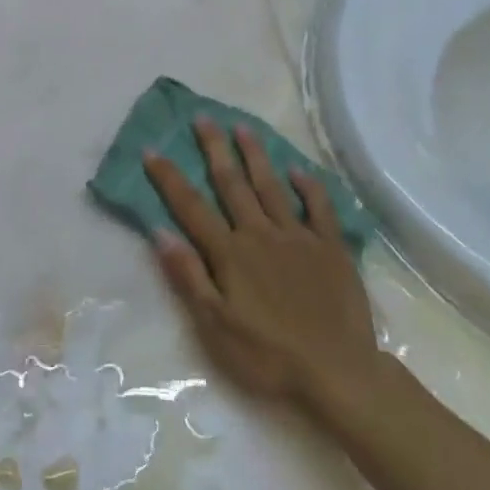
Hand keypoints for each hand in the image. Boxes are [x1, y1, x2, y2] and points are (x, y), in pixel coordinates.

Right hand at [145, 120, 379, 413]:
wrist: (338, 372)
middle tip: (202, 118)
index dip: (169, 178)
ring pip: (271, 186)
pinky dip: (308, 186)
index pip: (191, 207)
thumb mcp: (216, 327)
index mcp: (230, 254)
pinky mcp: (331, 248)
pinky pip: (319, 208)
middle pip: (232, 184)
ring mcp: (298, 237)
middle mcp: (260, 234)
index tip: (152, 150)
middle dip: (214, 149)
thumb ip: (188, 276)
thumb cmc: (269, 356)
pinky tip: (298, 170)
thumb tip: (160, 232)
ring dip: (255, 155)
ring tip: (242, 128)